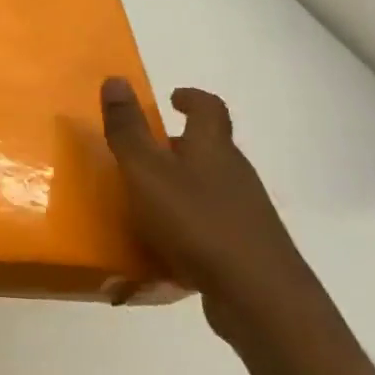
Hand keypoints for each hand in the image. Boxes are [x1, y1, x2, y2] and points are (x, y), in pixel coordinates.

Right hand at [99, 78, 317, 340]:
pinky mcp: (245, 249)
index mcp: (213, 148)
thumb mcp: (147, 171)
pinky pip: (209, 226)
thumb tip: (116, 78)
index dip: (192, 98)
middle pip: (209, 149)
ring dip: (180, 187)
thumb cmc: (197, 222)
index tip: (172, 97)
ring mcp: (244, 213)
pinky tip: (163, 248)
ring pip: (209, 188)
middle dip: (177, 146)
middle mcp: (234, 174)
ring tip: (143, 201)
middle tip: (142, 153)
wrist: (259, 297)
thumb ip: (128, 129)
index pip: (209, 109)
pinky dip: (186, 226)